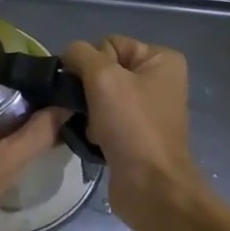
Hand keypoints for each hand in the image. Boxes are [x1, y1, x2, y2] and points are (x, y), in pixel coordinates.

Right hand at [62, 35, 199, 229]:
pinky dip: (94, 127)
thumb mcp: (103, 78)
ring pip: (100, 96)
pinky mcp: (136, 133)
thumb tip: (68, 56)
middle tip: (86, 110)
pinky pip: (104, 118)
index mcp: (160, 59)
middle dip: (88, 89)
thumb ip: (80, 55)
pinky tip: (94, 140)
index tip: (89, 88)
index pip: (109, 44)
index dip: (91, 63)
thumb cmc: (132, 126)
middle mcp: (158, 79)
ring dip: (88, 111)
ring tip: (90, 127)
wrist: (151, 186)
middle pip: (103, 70)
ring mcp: (148, 108)